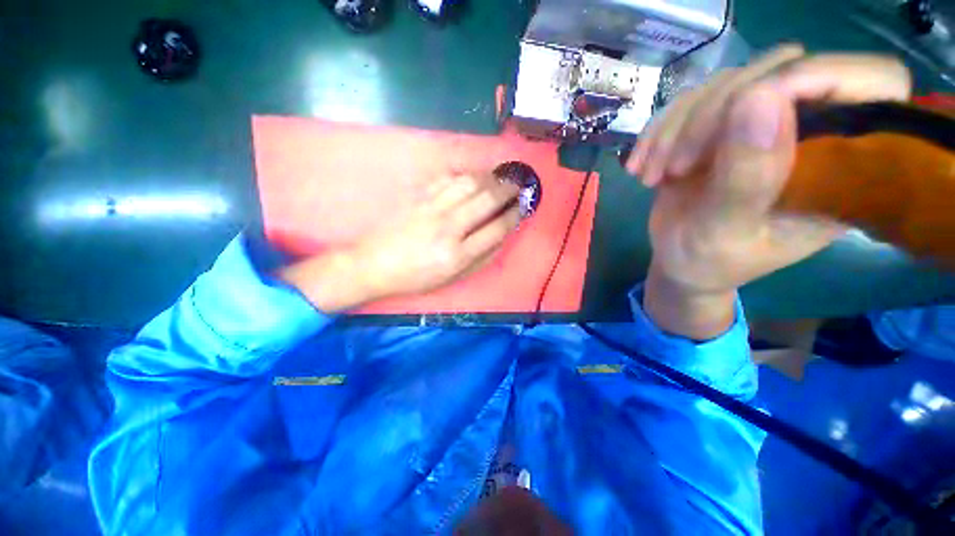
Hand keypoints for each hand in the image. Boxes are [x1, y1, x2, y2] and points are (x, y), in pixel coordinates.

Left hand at [278, 174, 520, 311]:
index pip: (496, 228)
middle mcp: (448, 228)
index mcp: (458, 255)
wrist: (374, 265)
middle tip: (518, 185)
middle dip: (508, 189)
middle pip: (486, 200)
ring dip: (489, 177)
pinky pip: (446, 179)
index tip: (524, 206)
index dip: (515, 214)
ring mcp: (432, 209)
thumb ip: (481, 258)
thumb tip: (502, 236)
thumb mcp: (452, 278)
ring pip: (468, 183)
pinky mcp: (418, 198)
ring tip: (499, 177)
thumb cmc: (416, 278)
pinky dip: (464, 175)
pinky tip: (472, 177)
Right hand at [625, 46, 911, 338]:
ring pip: (727, 81)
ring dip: (675, 128)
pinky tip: (641, 165)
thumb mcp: (727, 232)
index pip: (872, 83)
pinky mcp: (723, 125)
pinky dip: (659, 130)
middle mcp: (812, 130)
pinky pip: (692, 100)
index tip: (743, 115)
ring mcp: (763, 122)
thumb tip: (761, 96)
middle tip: (676, 167)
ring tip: (651, 174)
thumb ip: (748, 177)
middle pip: (780, 70)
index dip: (812, 79)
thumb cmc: (710, 261)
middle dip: (713, 115)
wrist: (679, 261)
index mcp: (844, 165)